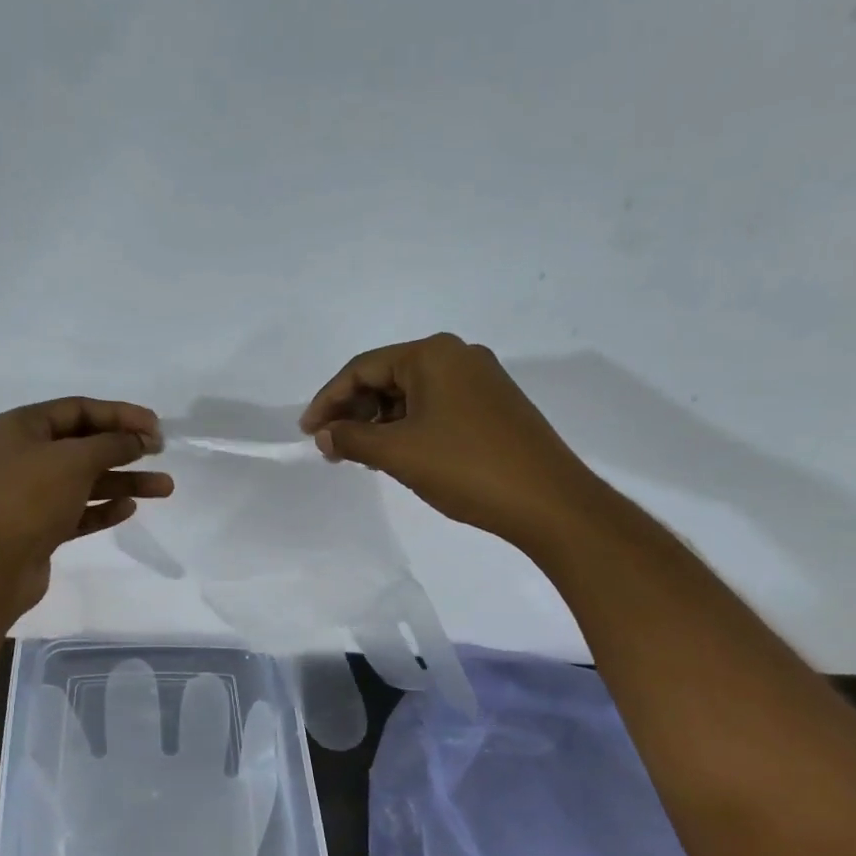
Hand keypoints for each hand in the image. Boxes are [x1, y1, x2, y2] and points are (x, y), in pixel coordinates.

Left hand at [0, 396, 171, 618]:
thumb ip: (112, 444)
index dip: (120, 414)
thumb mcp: (75, 460)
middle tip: (161, 452)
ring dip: (125, 481)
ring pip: (87, 480)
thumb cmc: (30, 498)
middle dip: (126, 448)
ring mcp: (33, 493)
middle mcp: (26, 455)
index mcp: (23, 427)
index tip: (156, 426)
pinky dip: (104, 508)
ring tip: (164, 488)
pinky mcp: (41, 527)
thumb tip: (138, 440)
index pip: (79, 409)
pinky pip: (80, 510)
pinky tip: (129, 508)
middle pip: (85, 444)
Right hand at [299, 333, 602, 550]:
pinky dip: (408, 427)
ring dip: (380, 423)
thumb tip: (325, 435)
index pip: (363, 368)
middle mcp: (458, 356)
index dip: (328, 400)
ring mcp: (480, 380)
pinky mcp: (493, 406)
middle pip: (387, 377)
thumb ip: (352, 440)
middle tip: (332, 448)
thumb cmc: (466, 467)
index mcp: (433, 354)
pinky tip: (397, 454)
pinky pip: (435, 407)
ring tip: (361, 457)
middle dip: (354, 412)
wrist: (548, 501)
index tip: (308, 433)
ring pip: (411, 395)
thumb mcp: (398, 453)